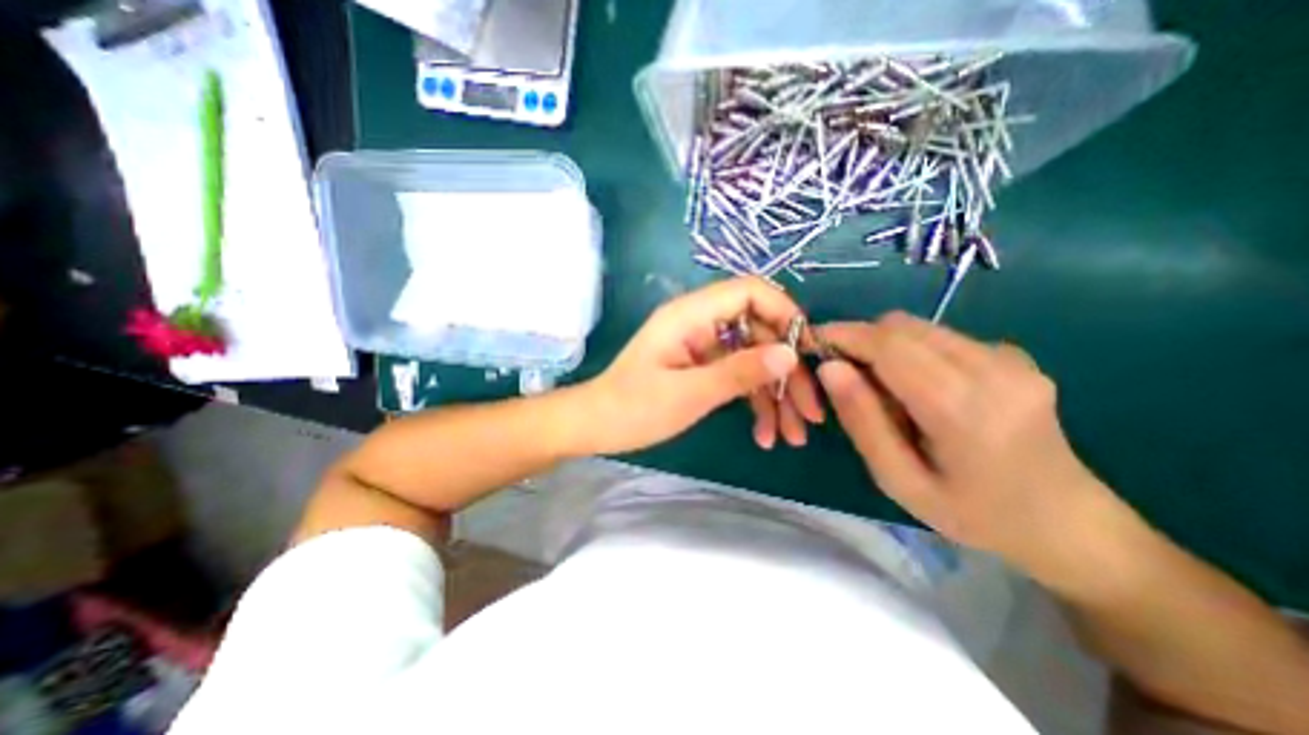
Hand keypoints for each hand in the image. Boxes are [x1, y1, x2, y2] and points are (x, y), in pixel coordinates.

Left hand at [579, 277, 815, 455]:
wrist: (597, 426)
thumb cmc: (634, 408)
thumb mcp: (689, 393)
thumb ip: (739, 371)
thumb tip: (790, 354)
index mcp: (691, 314)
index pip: (750, 292)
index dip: (785, 314)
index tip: (808, 353)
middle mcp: (700, 322)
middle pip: (760, 332)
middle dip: (787, 372)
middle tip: (810, 414)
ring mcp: (703, 346)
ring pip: (754, 358)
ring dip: (776, 395)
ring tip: (793, 435)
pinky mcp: (703, 367)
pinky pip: (738, 376)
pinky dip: (755, 402)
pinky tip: (765, 433)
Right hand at [815, 312, 1112, 576]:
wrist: (1068, 523)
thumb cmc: (972, 513)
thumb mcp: (899, 479)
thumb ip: (862, 420)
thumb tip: (830, 367)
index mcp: (963, 407)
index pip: (888, 346)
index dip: (843, 336)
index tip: (810, 342)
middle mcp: (992, 368)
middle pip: (901, 327)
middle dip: (859, 339)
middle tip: (840, 373)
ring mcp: (1009, 357)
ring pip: (918, 327)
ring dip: (883, 345)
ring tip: (879, 387)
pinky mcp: (1012, 355)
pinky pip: (939, 337)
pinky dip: (910, 350)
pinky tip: (916, 387)